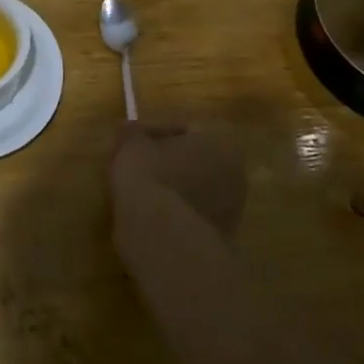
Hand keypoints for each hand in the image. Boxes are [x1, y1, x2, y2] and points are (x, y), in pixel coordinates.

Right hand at [109, 122, 246, 238]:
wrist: (163, 236)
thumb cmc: (151, 176)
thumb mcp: (132, 145)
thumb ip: (131, 133)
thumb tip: (127, 128)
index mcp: (222, 141)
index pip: (183, 127)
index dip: (151, 132)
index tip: (130, 140)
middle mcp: (236, 172)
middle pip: (192, 158)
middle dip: (164, 159)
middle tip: (134, 163)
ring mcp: (231, 208)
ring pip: (193, 187)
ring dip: (169, 185)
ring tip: (137, 189)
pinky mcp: (219, 236)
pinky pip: (191, 212)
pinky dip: (172, 209)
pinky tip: (148, 213)